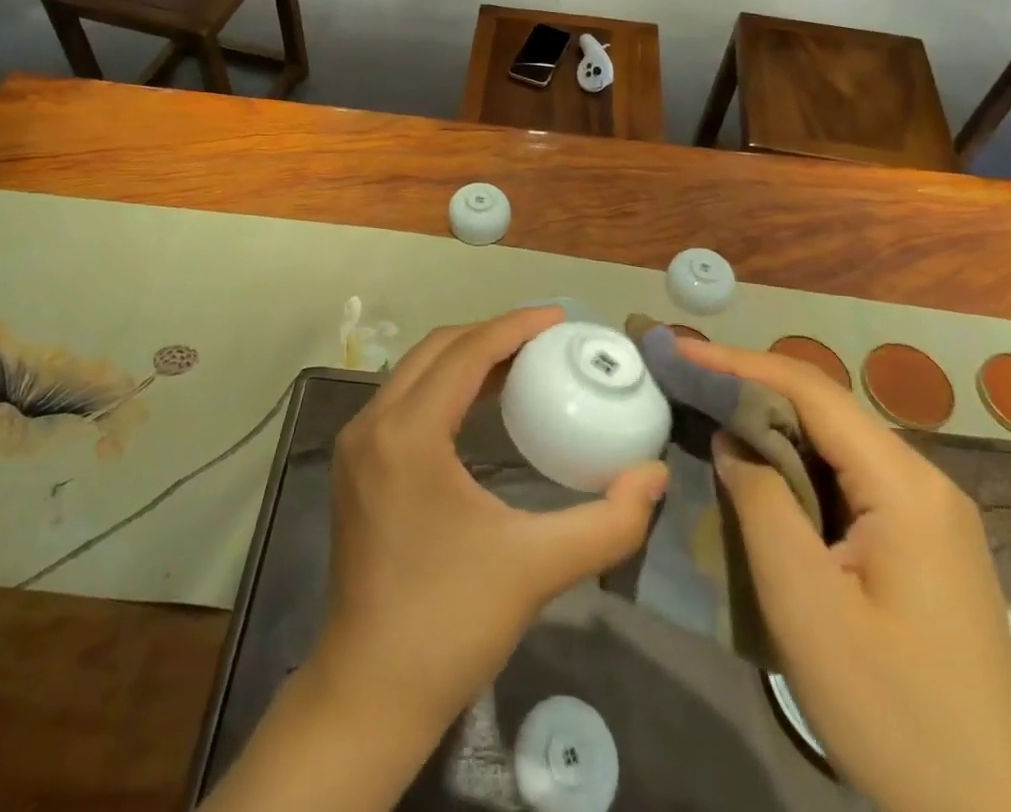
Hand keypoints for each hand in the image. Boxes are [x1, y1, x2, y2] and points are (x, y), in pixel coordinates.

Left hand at [317, 307, 668, 728]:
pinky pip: (405, 398)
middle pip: (438, 349)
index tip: (560, 317)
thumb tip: (655, 476)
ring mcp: (357, 443)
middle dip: (493, 334)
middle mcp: (373, 423)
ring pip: (416, 370)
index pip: (466, 352)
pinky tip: (483, 402)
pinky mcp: (355, 464)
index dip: (515, 326)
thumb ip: (608, 522)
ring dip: (467, 356)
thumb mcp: (537, 568)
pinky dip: (445, 384)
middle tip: (547, 338)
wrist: (369, 693)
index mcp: (408, 433)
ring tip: (523, 362)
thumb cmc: (451, 623)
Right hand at [681, 339, 1010, 811]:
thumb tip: (730, 437)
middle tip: (684, 377)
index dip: (737, 363)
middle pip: (824, 408)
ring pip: (835, 441)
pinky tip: (759, 469)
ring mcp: (928, 513)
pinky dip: (794, 460)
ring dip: (770, 422)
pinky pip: (847, 477)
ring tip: (708, 410)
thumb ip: (761, 500)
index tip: (678, 350)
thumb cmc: (893, 712)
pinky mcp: (920, 544)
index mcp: (904, 485)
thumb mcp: (805, 603)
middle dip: (750, 384)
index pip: (810, 391)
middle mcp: (923, 482)